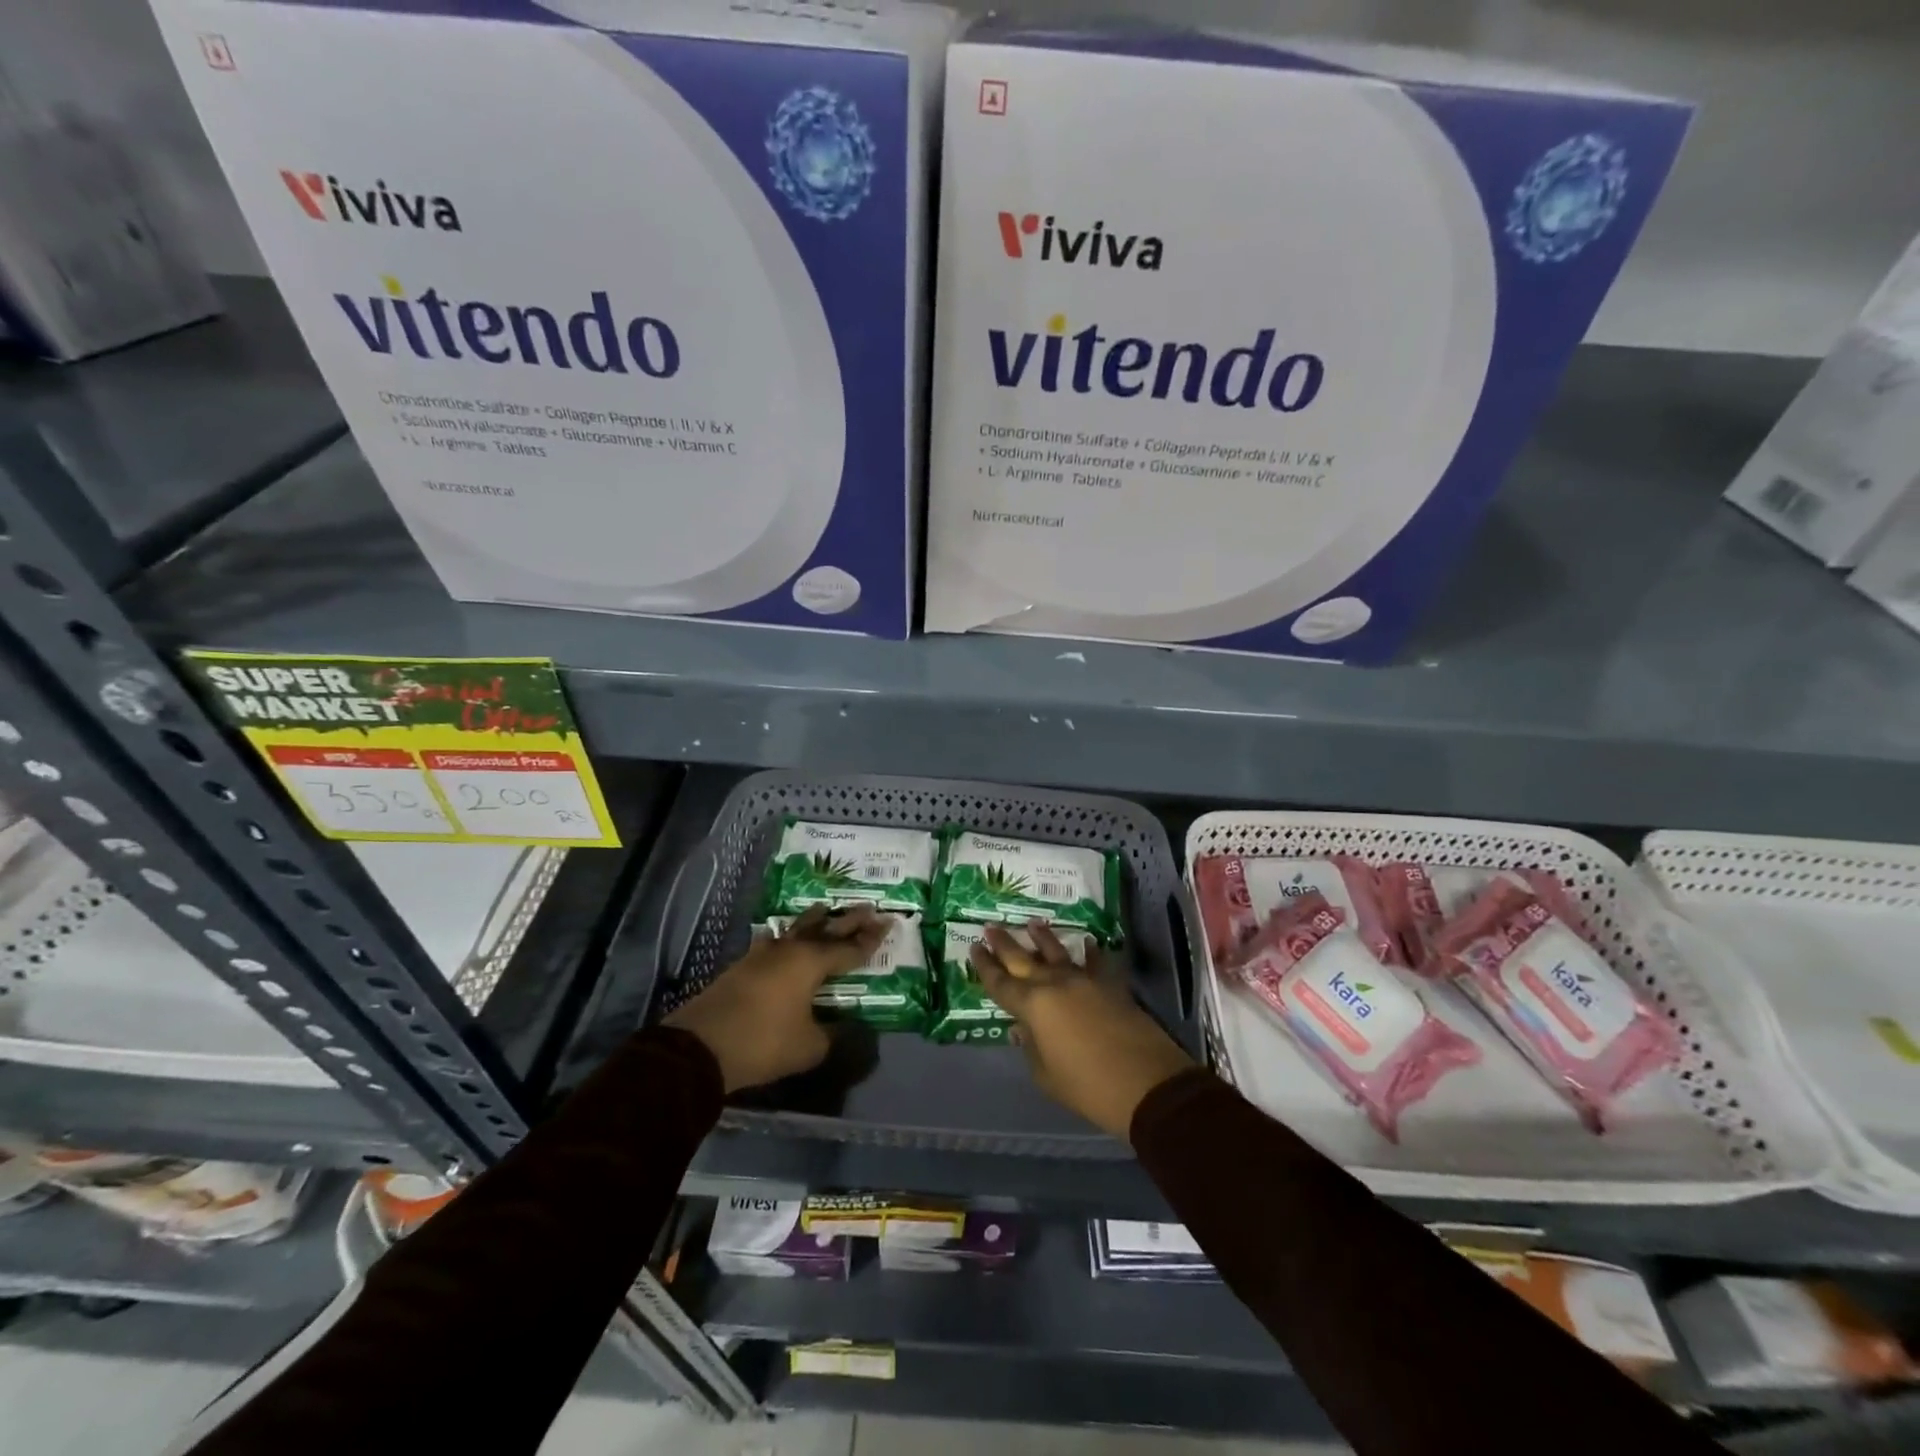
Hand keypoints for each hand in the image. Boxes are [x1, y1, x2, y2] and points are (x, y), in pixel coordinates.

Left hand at [666, 904, 885, 1092]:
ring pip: (796, 930)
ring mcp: (763, 955)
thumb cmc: (764, 1043)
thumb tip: (844, 1028)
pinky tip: (780, 935)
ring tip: (827, 910)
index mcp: (811, 963)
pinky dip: (784, 937)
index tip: (888, 922)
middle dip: (849, 920)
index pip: (849, 948)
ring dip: (816, 921)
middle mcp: (790, 950)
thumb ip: (833, 1035)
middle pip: (826, 929)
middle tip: (869, 908)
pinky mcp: (743, 966)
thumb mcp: (809, 1047)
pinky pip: (772, 943)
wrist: (700, 1047)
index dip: (870, 939)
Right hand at [972, 921, 1194, 1139]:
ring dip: (1043, 938)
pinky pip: (1096, 963)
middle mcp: (1055, 984)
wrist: (1146, 1084)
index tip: (974, 948)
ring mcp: (1085, 981)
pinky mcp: (1111, 985)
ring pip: (1058, 952)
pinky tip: (1087, 942)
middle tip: (990, 927)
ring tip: (1033, 923)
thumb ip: (1031, 1048)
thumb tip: (1023, 1028)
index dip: (985, 966)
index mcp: (1033, 1006)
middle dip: (1005, 943)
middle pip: (1023, 959)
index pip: (1000, 983)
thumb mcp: (1047, 1076)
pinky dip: (1090, 952)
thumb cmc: (1088, 1087)